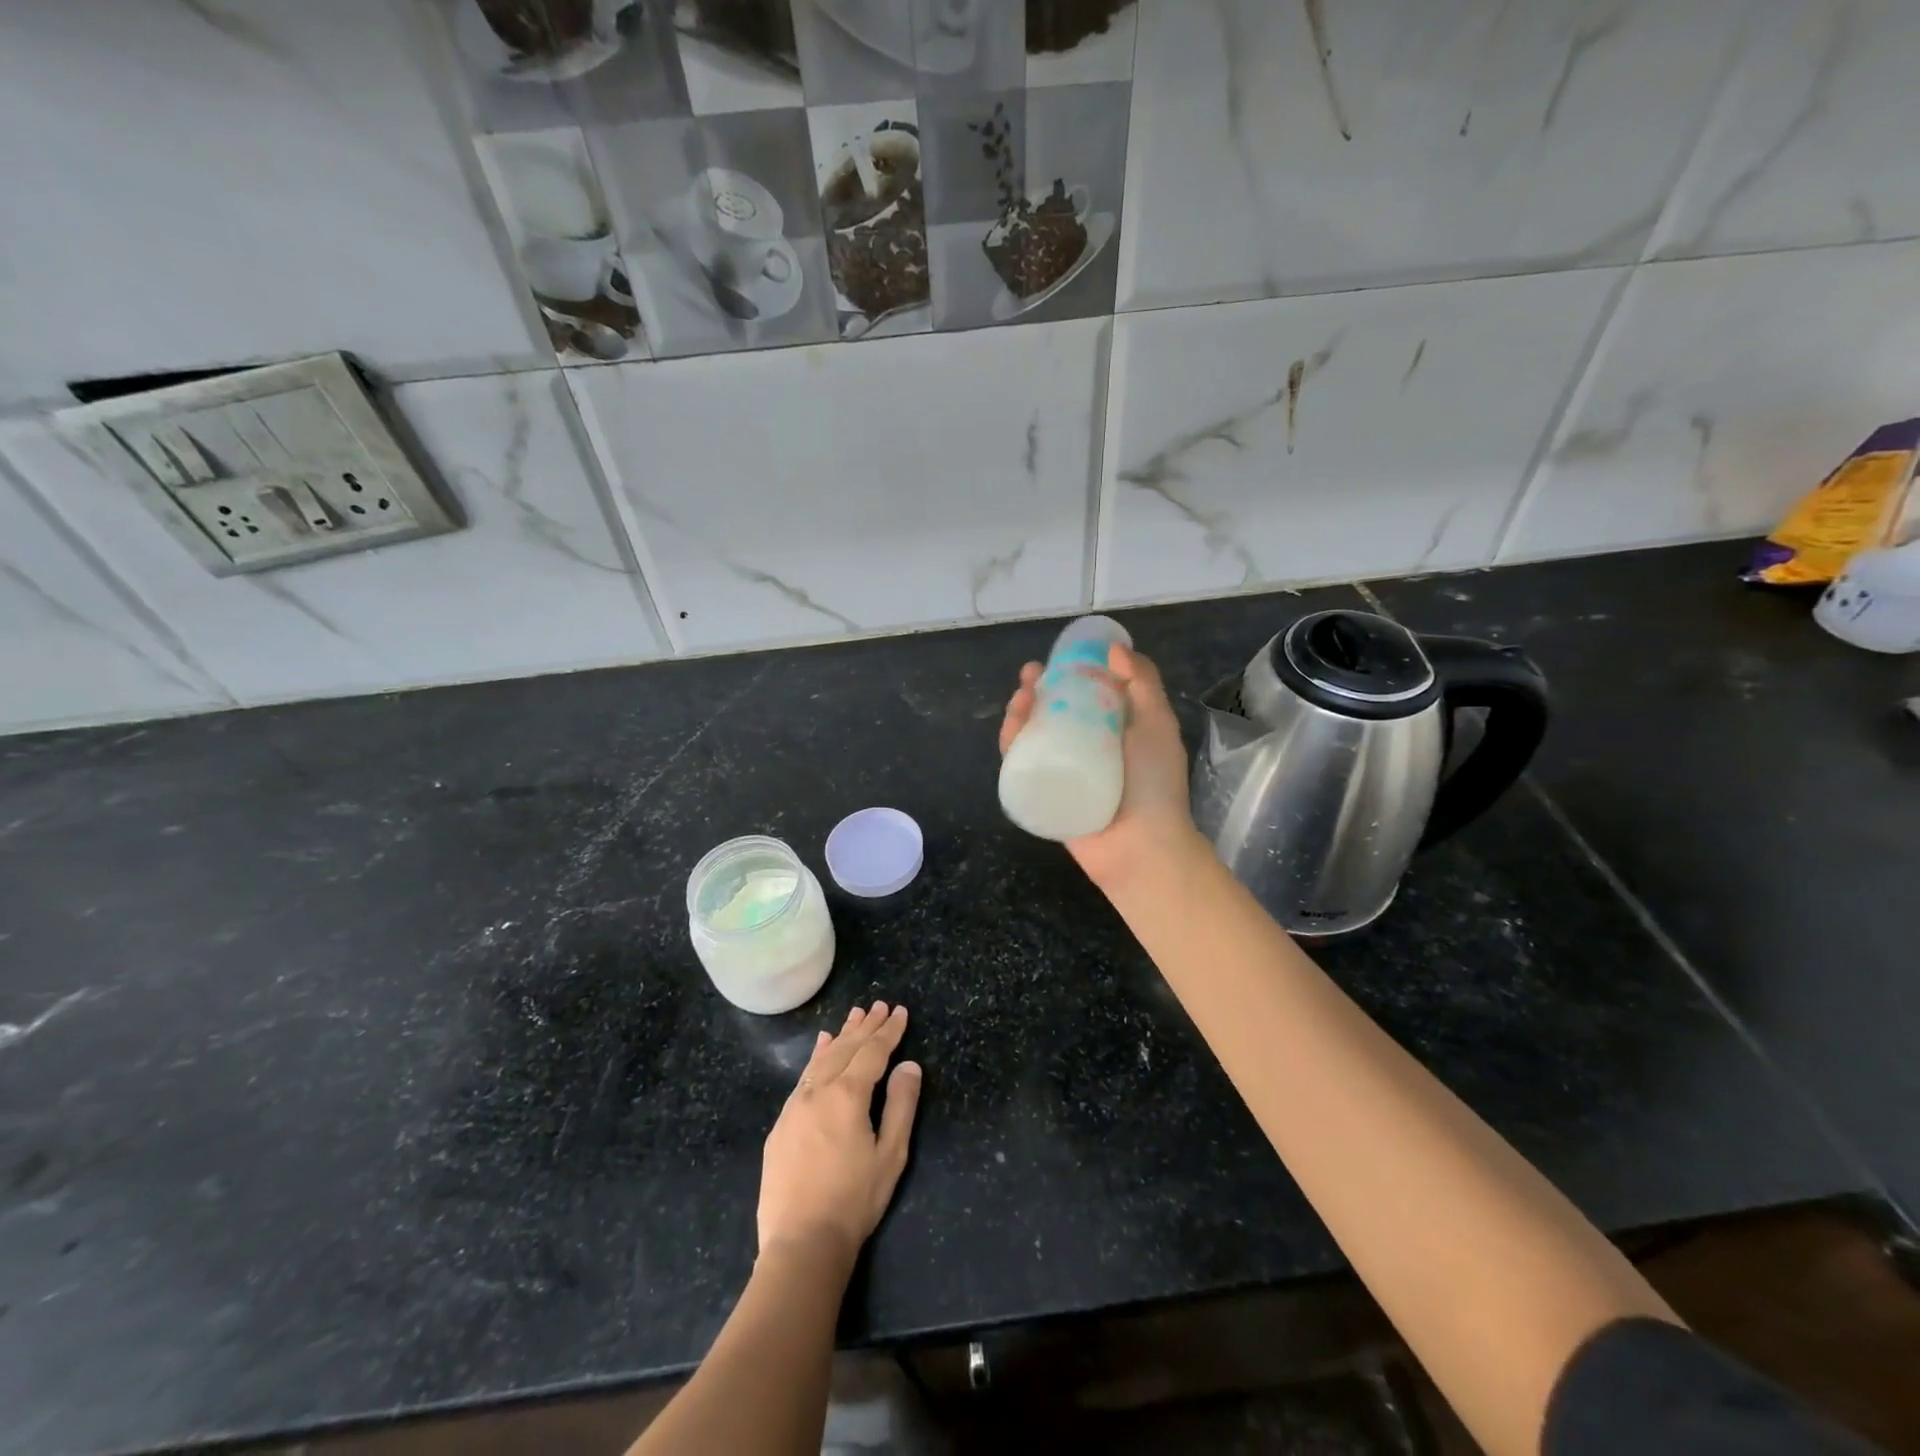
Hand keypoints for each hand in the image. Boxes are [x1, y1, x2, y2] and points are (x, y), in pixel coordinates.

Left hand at [758, 1002, 921, 1268]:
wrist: (801, 1244)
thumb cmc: (854, 1201)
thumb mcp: (890, 1155)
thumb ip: (901, 1105)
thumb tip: (909, 1065)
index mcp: (847, 1095)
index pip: (872, 1052)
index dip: (888, 1031)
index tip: (899, 1011)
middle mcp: (817, 1091)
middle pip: (845, 1049)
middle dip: (865, 1027)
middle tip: (879, 1005)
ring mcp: (794, 1107)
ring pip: (821, 1060)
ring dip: (840, 1037)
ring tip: (853, 1017)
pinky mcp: (781, 1126)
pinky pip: (802, 1078)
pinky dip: (816, 1058)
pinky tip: (820, 1049)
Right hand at [999, 643, 1200, 890]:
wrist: (1140, 846)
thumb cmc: (1153, 782)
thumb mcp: (1157, 723)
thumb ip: (1143, 683)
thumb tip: (1116, 648)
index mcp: (1115, 730)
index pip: (1087, 693)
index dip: (1070, 672)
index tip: (1059, 657)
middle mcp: (1087, 748)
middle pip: (1054, 711)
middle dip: (1038, 690)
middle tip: (1029, 677)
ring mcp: (1063, 772)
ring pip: (1033, 735)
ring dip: (1021, 713)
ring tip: (1019, 700)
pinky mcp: (1043, 794)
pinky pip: (1022, 765)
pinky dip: (1011, 744)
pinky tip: (1011, 729)